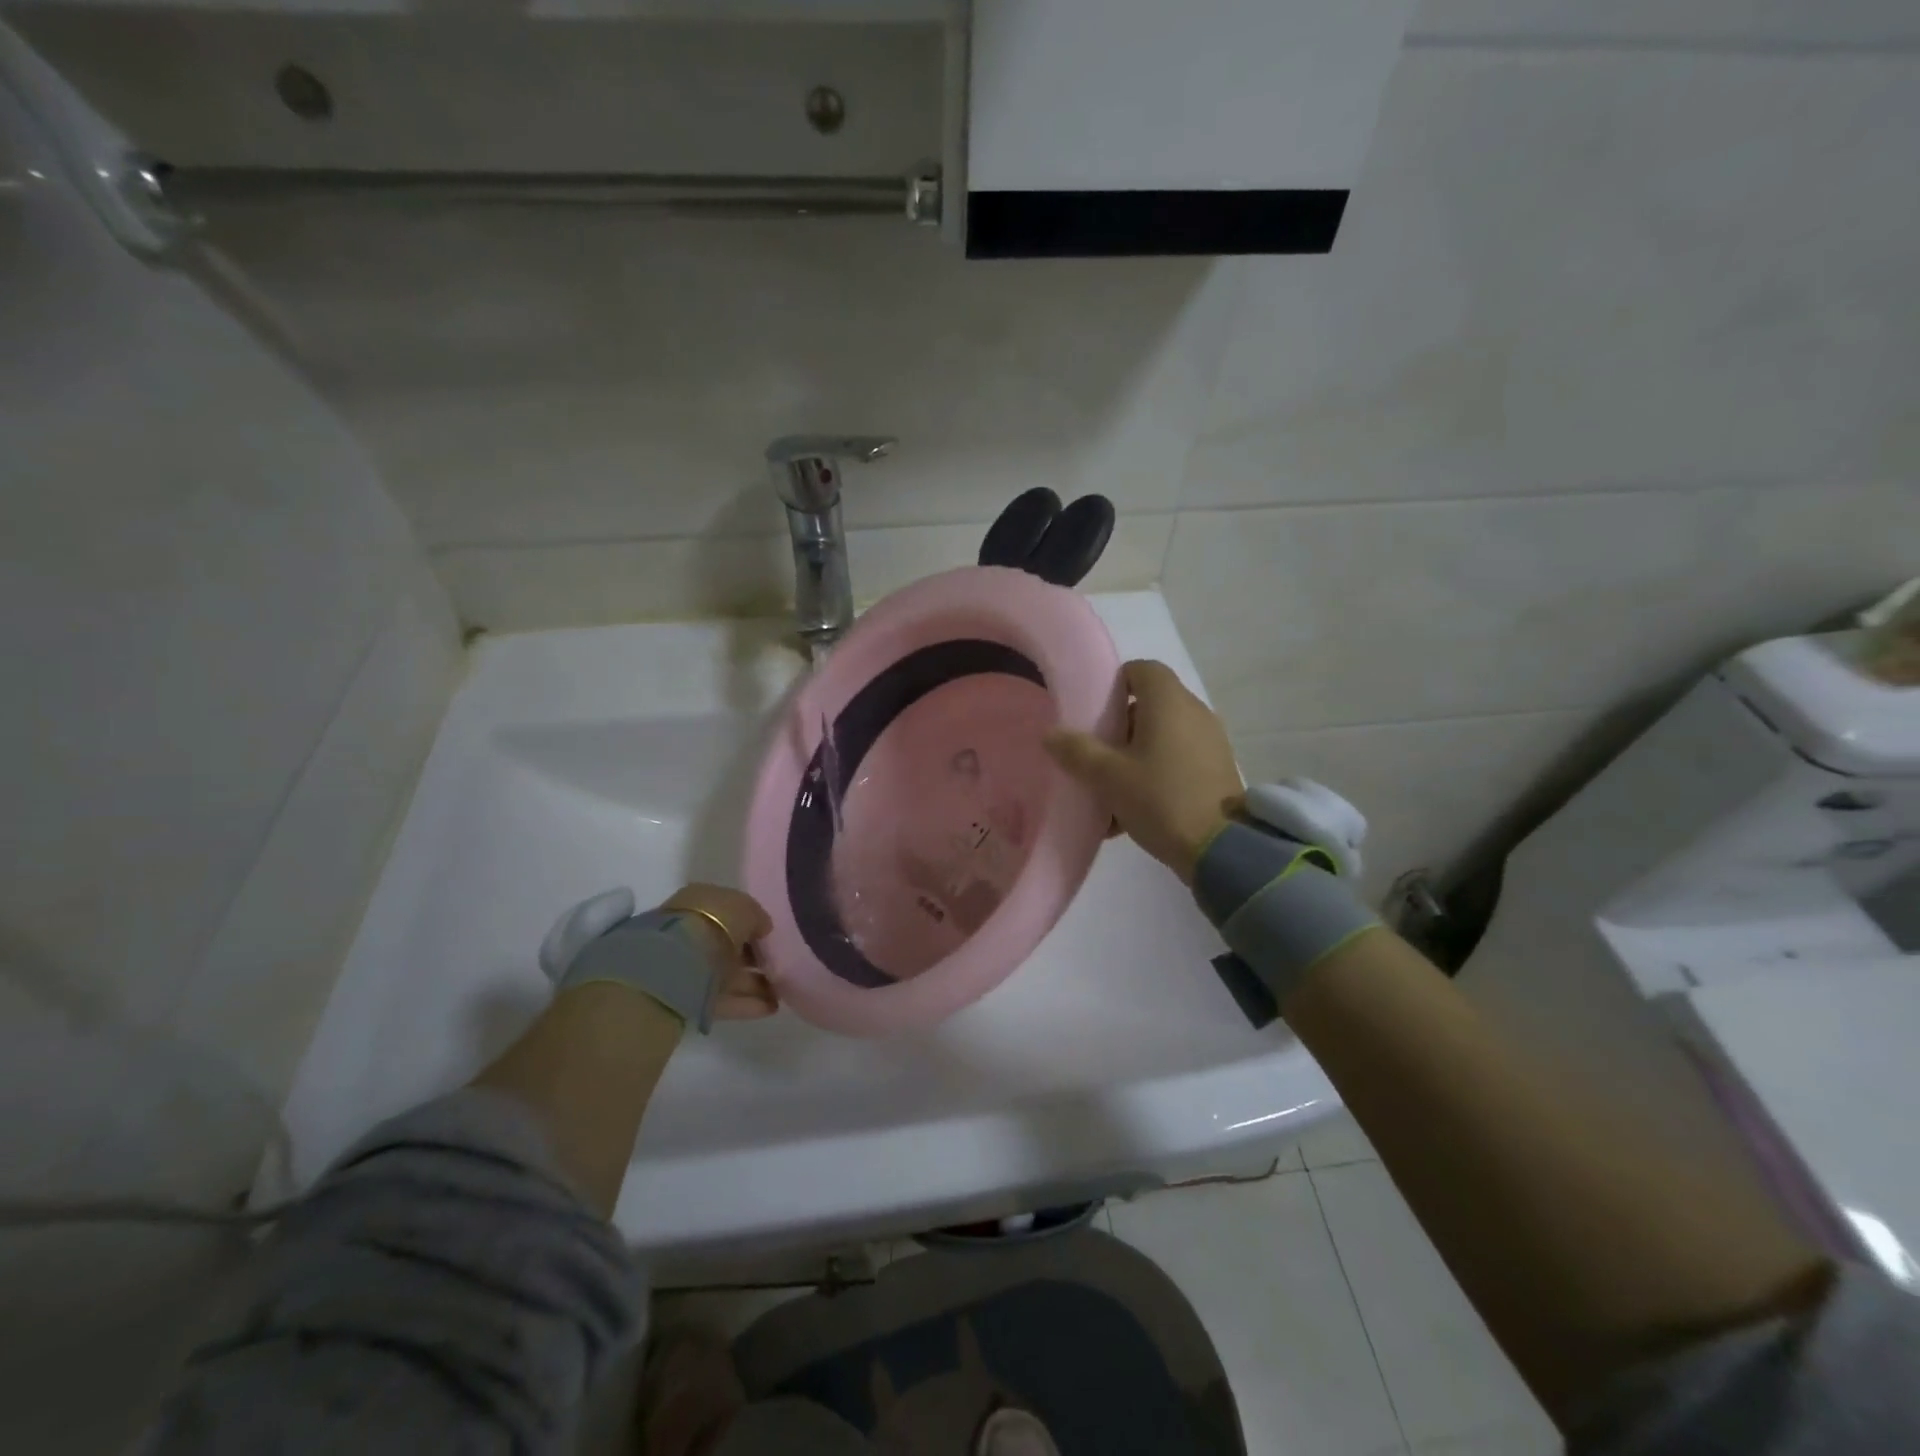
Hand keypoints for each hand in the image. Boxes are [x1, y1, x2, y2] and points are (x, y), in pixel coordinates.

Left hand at [659, 883, 778, 1020]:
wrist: (679, 963)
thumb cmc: (714, 922)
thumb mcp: (745, 908)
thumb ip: (757, 917)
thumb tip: (762, 928)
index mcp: (700, 902)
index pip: (730, 912)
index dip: (752, 923)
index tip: (771, 936)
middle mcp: (693, 930)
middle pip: (729, 944)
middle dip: (754, 955)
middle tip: (779, 964)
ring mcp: (691, 965)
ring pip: (728, 972)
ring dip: (756, 981)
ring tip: (783, 990)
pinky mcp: (692, 996)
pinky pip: (725, 997)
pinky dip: (748, 1002)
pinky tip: (771, 1006)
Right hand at [1044, 659, 1242, 884]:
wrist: (1220, 849)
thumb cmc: (1160, 799)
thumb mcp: (1108, 777)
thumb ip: (1076, 751)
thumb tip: (1050, 734)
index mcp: (1169, 702)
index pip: (1142, 669)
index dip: (1115, 683)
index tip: (1094, 710)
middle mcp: (1194, 712)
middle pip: (1151, 704)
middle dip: (1120, 726)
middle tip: (1095, 752)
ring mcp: (1210, 741)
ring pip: (1163, 735)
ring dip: (1135, 754)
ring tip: (1110, 787)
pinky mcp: (1217, 769)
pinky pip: (1178, 759)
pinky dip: (1155, 772)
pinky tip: (1132, 810)